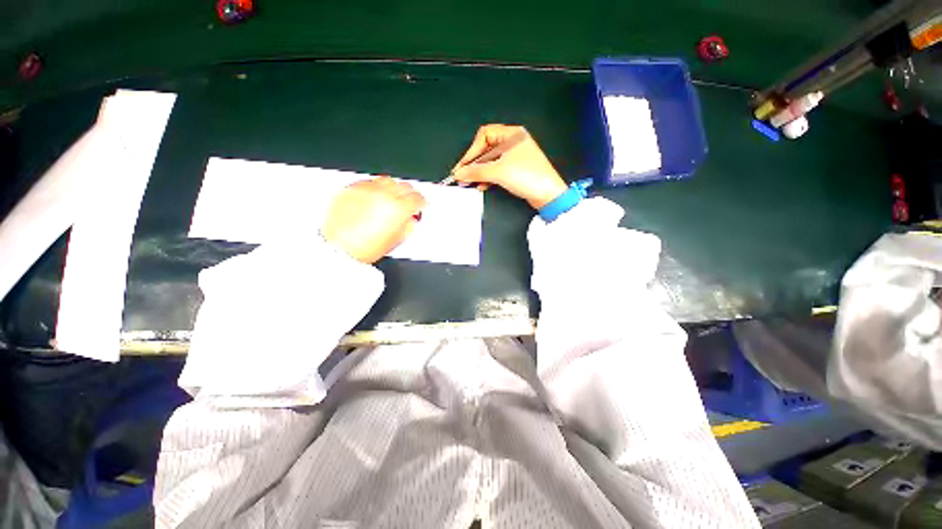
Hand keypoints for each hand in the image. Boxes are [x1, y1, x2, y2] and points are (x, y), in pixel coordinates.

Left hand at [322, 177, 425, 263]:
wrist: (337, 248)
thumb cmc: (365, 248)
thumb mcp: (396, 240)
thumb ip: (408, 226)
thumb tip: (411, 220)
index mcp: (398, 208)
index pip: (417, 198)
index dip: (422, 203)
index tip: (421, 206)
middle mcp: (384, 194)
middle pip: (404, 186)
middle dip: (410, 194)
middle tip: (408, 202)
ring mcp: (367, 189)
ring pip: (387, 180)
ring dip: (393, 188)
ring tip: (390, 199)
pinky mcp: (351, 188)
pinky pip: (369, 182)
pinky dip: (375, 188)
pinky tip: (374, 199)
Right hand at [452, 124, 567, 208]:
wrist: (548, 195)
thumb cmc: (528, 176)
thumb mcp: (498, 172)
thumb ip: (476, 171)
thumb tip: (459, 173)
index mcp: (511, 134)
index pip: (483, 136)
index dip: (471, 151)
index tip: (462, 166)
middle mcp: (513, 143)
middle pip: (486, 149)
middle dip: (474, 164)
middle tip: (463, 176)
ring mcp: (515, 157)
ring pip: (490, 161)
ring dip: (480, 172)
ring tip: (470, 182)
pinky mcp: (515, 170)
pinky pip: (497, 170)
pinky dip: (488, 177)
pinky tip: (482, 185)